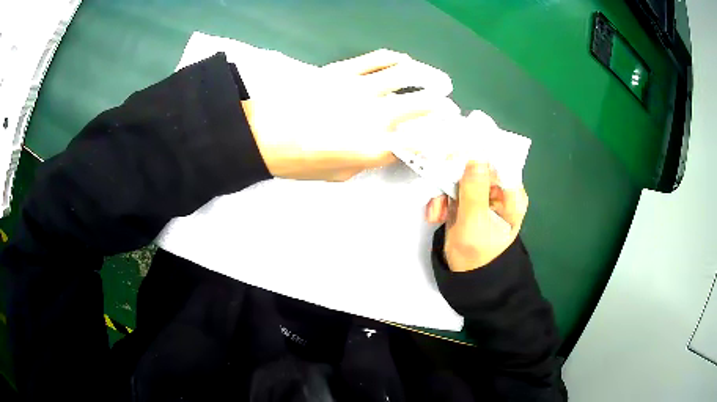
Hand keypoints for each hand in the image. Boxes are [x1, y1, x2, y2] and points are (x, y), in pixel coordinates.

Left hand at [241, 49, 458, 181]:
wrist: (263, 135)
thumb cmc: (299, 162)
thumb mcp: (341, 174)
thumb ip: (370, 160)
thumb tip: (386, 145)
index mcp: (375, 148)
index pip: (423, 140)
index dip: (442, 138)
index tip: (450, 136)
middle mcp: (375, 115)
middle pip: (424, 104)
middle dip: (444, 106)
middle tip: (448, 107)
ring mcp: (360, 87)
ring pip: (407, 74)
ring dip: (431, 77)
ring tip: (440, 81)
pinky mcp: (344, 70)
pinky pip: (379, 58)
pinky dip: (398, 59)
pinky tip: (406, 62)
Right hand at [425, 162, 528, 271]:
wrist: (467, 275)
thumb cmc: (477, 253)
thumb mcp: (474, 223)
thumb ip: (474, 190)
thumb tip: (475, 157)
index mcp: (511, 194)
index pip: (495, 163)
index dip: (474, 157)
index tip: (451, 159)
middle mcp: (499, 190)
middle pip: (474, 167)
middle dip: (452, 180)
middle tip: (437, 194)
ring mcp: (482, 194)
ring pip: (459, 177)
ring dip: (442, 193)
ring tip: (435, 214)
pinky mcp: (468, 200)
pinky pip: (451, 189)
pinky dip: (441, 199)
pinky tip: (435, 215)